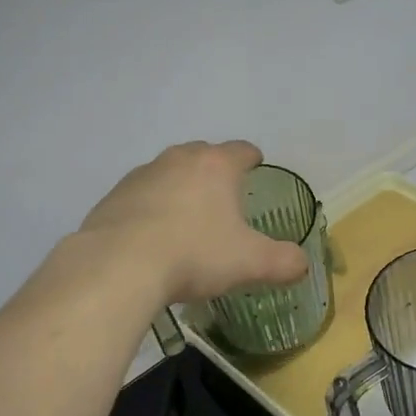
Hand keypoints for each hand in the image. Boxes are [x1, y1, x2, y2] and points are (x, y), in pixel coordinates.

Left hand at [78, 141, 309, 304]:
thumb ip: (283, 261)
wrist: (118, 266)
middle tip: (223, 195)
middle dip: (214, 169)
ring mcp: (142, 175)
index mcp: (217, 166)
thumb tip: (303, 264)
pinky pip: (140, 195)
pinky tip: (152, 235)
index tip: (255, 165)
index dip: (252, 157)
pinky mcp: (113, 196)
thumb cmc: (194, 254)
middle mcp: (179, 160)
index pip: (241, 150)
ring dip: (180, 187)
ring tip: (186, 217)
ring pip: (168, 172)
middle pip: (202, 154)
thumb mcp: (250, 263)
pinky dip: (150, 207)